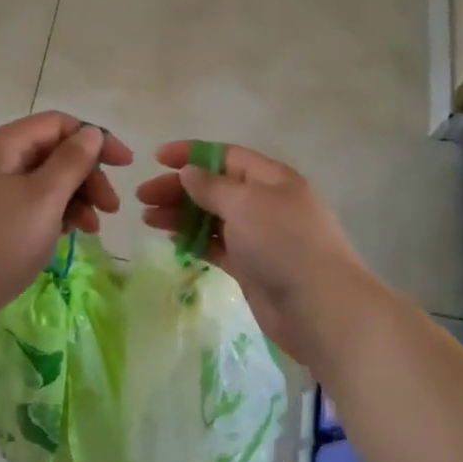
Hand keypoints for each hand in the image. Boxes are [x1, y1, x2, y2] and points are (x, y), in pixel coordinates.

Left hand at [0, 112, 132, 329]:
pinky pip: (20, 202)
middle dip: (85, 176)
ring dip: (70, 198)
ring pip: (35, 180)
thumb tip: (90, 133)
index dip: (96, 139)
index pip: (57, 124)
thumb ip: (72, 161)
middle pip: (47, 152)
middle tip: (111, 210)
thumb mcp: (44, 199)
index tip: (126, 166)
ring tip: (89, 229)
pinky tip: (62, 236)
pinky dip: (46, 213)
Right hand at [137, 141, 371, 355]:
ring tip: (148, 219)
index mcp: (271, 178)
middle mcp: (265, 202)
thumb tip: (189, 171)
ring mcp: (259, 236)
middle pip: (215, 187)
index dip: (191, 154)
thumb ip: (212, 186)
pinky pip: (216, 245)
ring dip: (181, 214)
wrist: (319, 307)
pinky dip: (194, 240)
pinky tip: (172, 239)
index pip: (225, 156)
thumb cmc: (283, 243)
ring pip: (212, 217)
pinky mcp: (251, 266)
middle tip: (143, 197)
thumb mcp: (245, 204)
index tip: (157, 159)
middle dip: (179, 188)